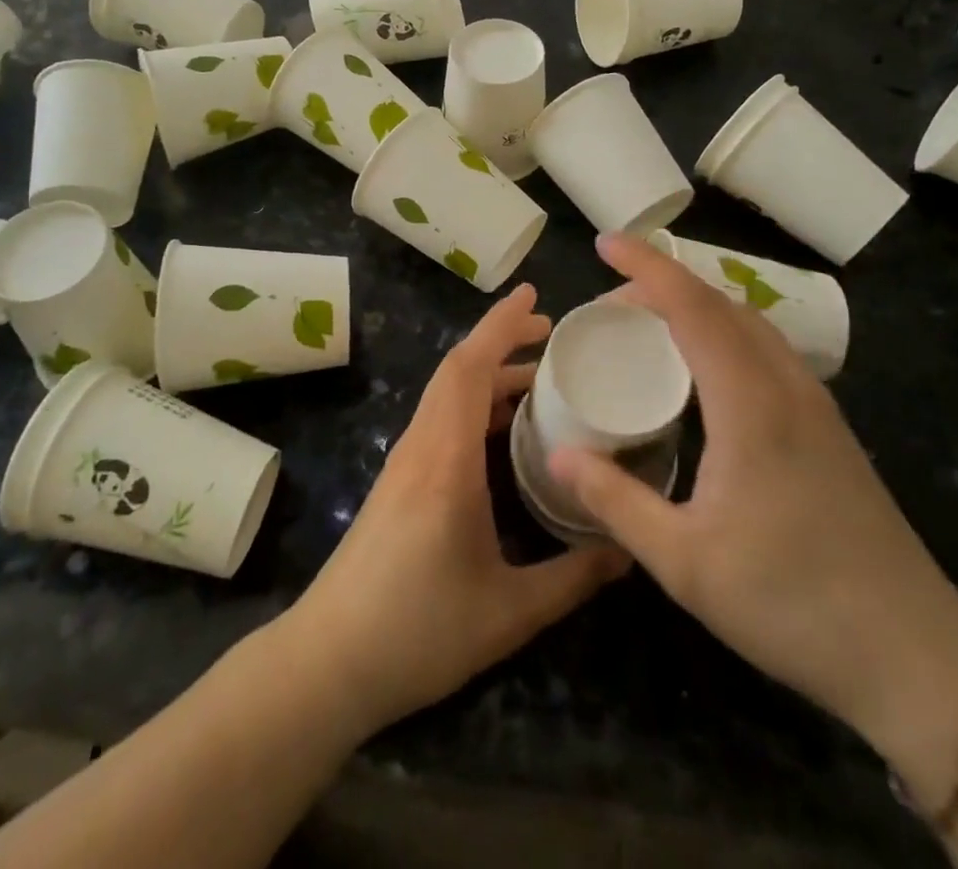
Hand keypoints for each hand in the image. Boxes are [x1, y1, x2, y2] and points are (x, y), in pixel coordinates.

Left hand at [285, 284, 628, 736]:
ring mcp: (405, 461)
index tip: (534, 297)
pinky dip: (473, 401)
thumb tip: (628, 551)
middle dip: (501, 339)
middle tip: (551, 335)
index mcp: (446, 460)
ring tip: (538, 377)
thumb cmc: (418, 630)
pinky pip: (440, 418)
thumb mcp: (509, 612)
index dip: (501, 325)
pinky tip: (502, 428)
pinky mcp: (400, 480)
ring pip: (446, 392)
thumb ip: (573, 578)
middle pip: (457, 369)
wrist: (329, 660)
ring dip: (488, 372)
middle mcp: (422, 445)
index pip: (470, 368)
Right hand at [549, 236, 957, 761]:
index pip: (692, 308)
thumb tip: (558, 454)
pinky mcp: (828, 429)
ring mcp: (815, 406)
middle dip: (664, 282)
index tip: (605, 242)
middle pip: (722, 304)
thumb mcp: (685, 563)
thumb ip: (616, 501)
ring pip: (751, 323)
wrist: (917, 657)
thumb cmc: (792, 604)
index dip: (646, 267)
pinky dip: (725, 331)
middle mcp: (786, 388)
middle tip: (612, 297)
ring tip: (652, 320)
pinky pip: (768, 350)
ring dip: (698, 304)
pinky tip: (707, 368)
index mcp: (750, 404)